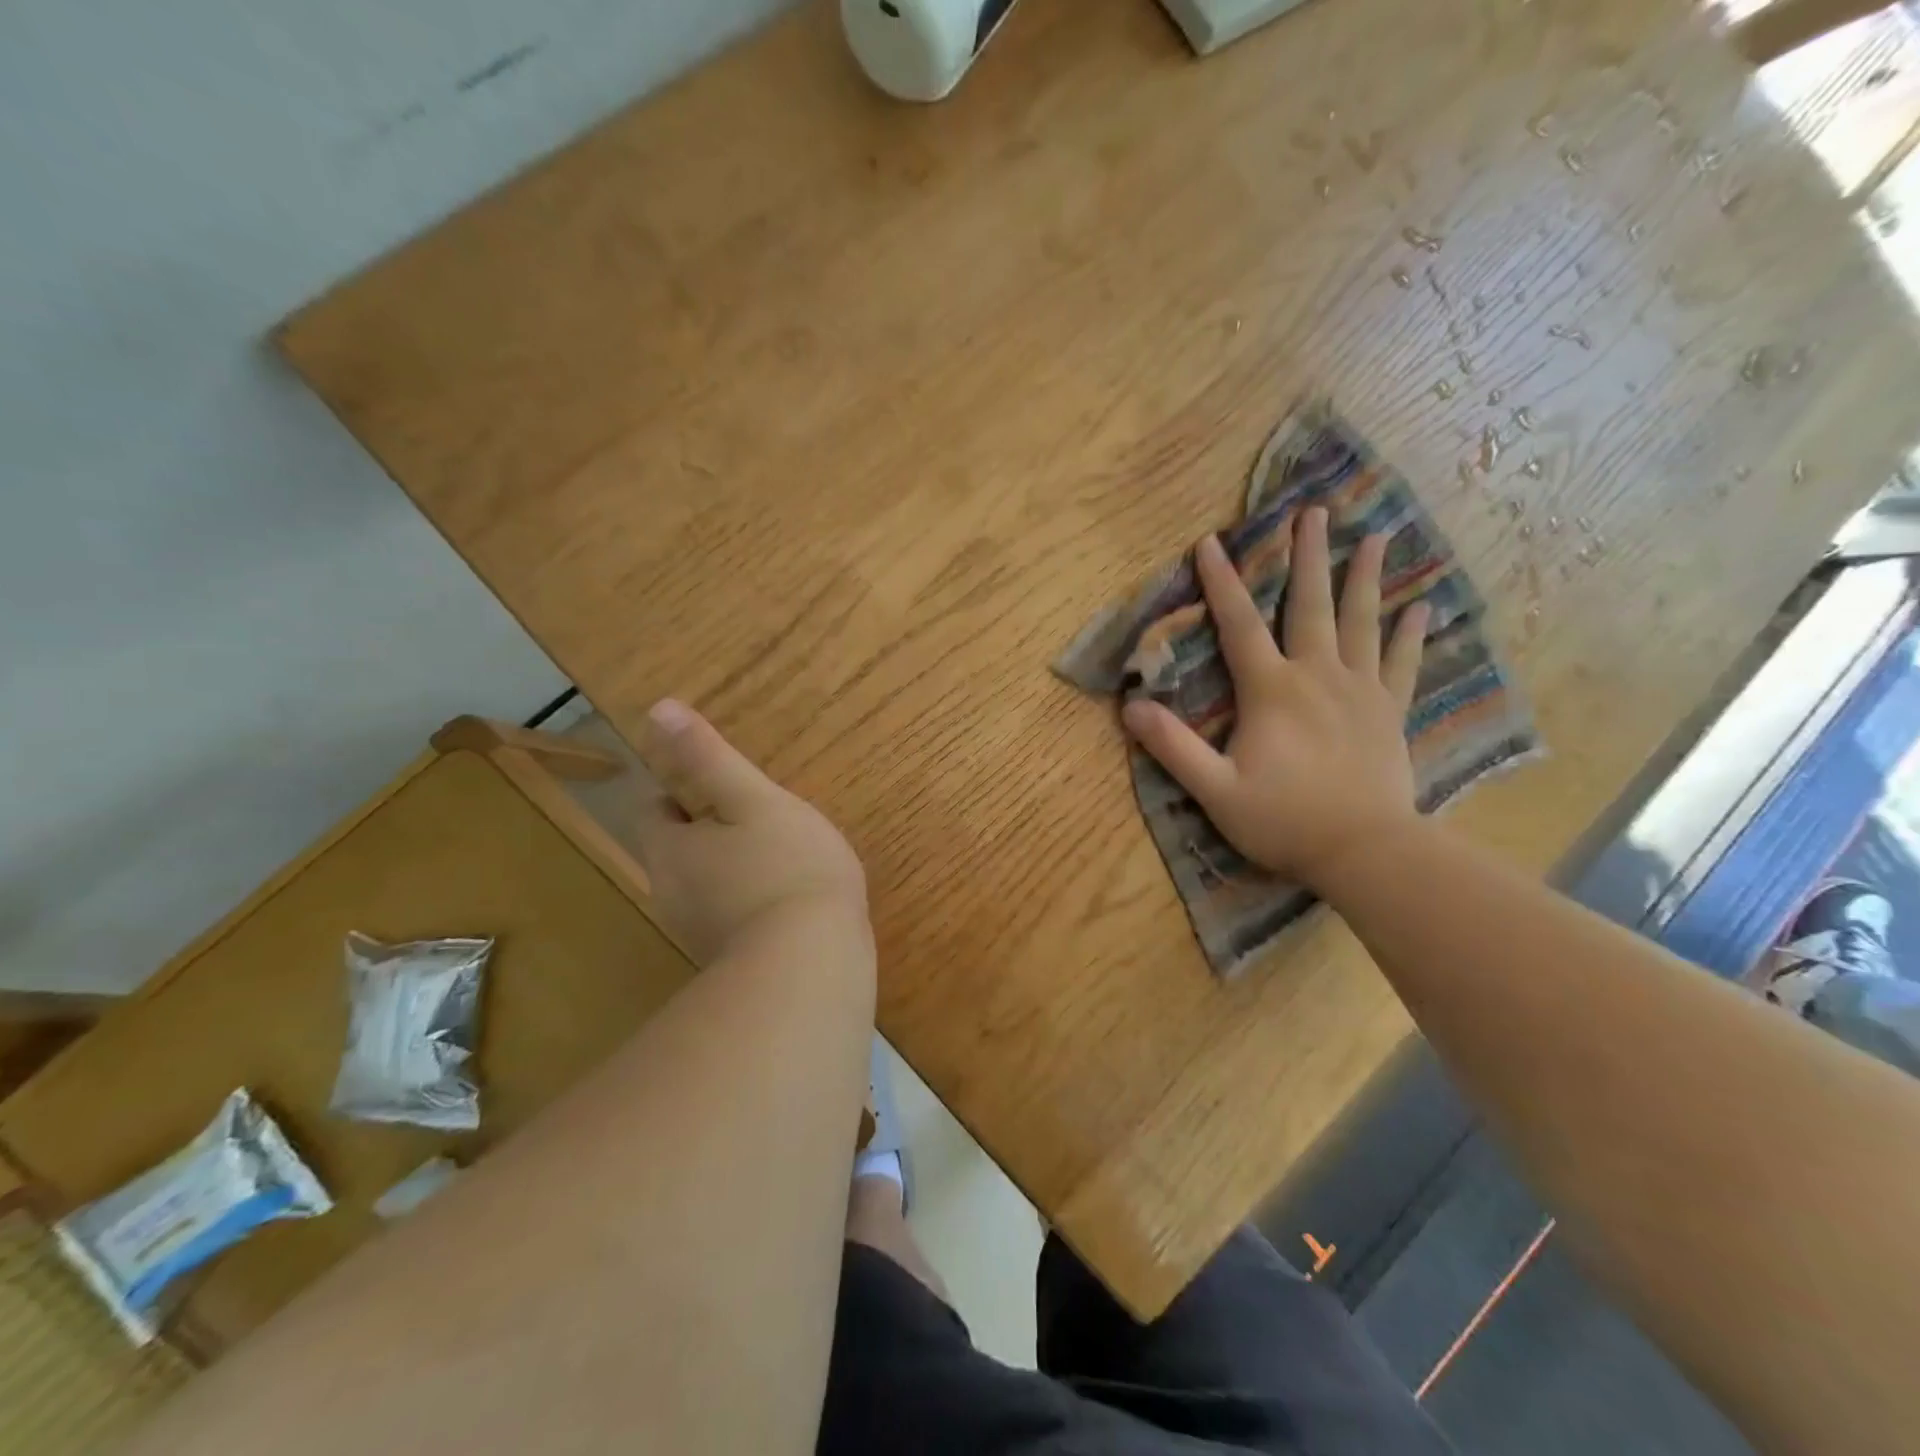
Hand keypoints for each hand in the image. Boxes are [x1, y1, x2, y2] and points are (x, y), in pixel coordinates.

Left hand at [634, 700, 869, 964]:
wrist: (812, 965)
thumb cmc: (787, 867)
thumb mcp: (753, 799)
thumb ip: (707, 758)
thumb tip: (658, 710)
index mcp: (671, 849)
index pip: (655, 809)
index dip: (683, 790)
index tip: (725, 785)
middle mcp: (672, 893)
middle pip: (680, 848)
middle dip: (712, 830)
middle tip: (764, 818)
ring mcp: (700, 934)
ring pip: (708, 884)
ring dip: (735, 866)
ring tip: (785, 855)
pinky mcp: (731, 963)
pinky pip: (733, 916)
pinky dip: (752, 901)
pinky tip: (792, 900)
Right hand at [1121, 508, 1429, 887]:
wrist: (1366, 851)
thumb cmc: (1284, 820)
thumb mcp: (1215, 789)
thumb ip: (1174, 747)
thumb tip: (1129, 708)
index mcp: (1271, 690)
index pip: (1239, 625)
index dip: (1221, 583)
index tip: (1210, 541)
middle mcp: (1318, 676)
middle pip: (1311, 605)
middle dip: (1309, 556)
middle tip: (1315, 512)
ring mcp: (1360, 691)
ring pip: (1363, 622)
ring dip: (1366, 578)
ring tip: (1377, 536)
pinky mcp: (1390, 712)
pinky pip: (1402, 664)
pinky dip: (1411, 635)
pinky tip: (1422, 609)